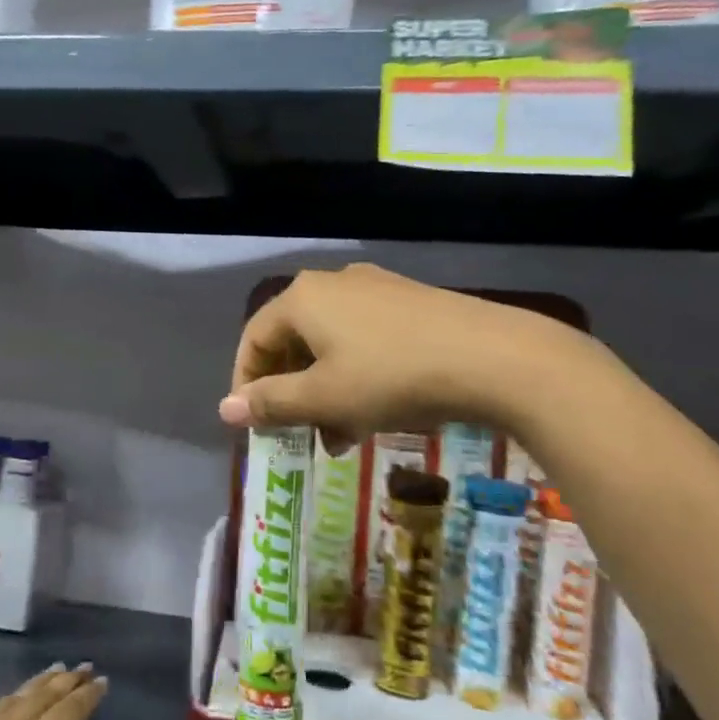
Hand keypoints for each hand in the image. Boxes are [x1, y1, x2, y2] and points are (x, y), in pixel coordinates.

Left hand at [0, 665, 108, 719]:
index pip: (67, 715)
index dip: (86, 696)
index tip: (101, 681)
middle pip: (37, 699)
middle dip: (62, 682)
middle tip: (81, 668)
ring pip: (6, 702)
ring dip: (32, 687)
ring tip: (49, 675)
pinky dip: (0, 703)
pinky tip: (1, 707)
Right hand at [217, 263, 584, 447]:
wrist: (494, 357)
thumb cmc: (392, 378)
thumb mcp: (324, 398)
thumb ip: (270, 403)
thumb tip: (225, 409)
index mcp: (303, 298)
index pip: (253, 339)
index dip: (246, 384)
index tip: (254, 425)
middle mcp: (333, 283)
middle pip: (293, 341)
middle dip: (292, 393)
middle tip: (302, 435)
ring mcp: (376, 289)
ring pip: (331, 344)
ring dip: (325, 391)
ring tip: (343, 436)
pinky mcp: (411, 302)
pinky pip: (364, 339)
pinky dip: (357, 375)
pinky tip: (377, 410)